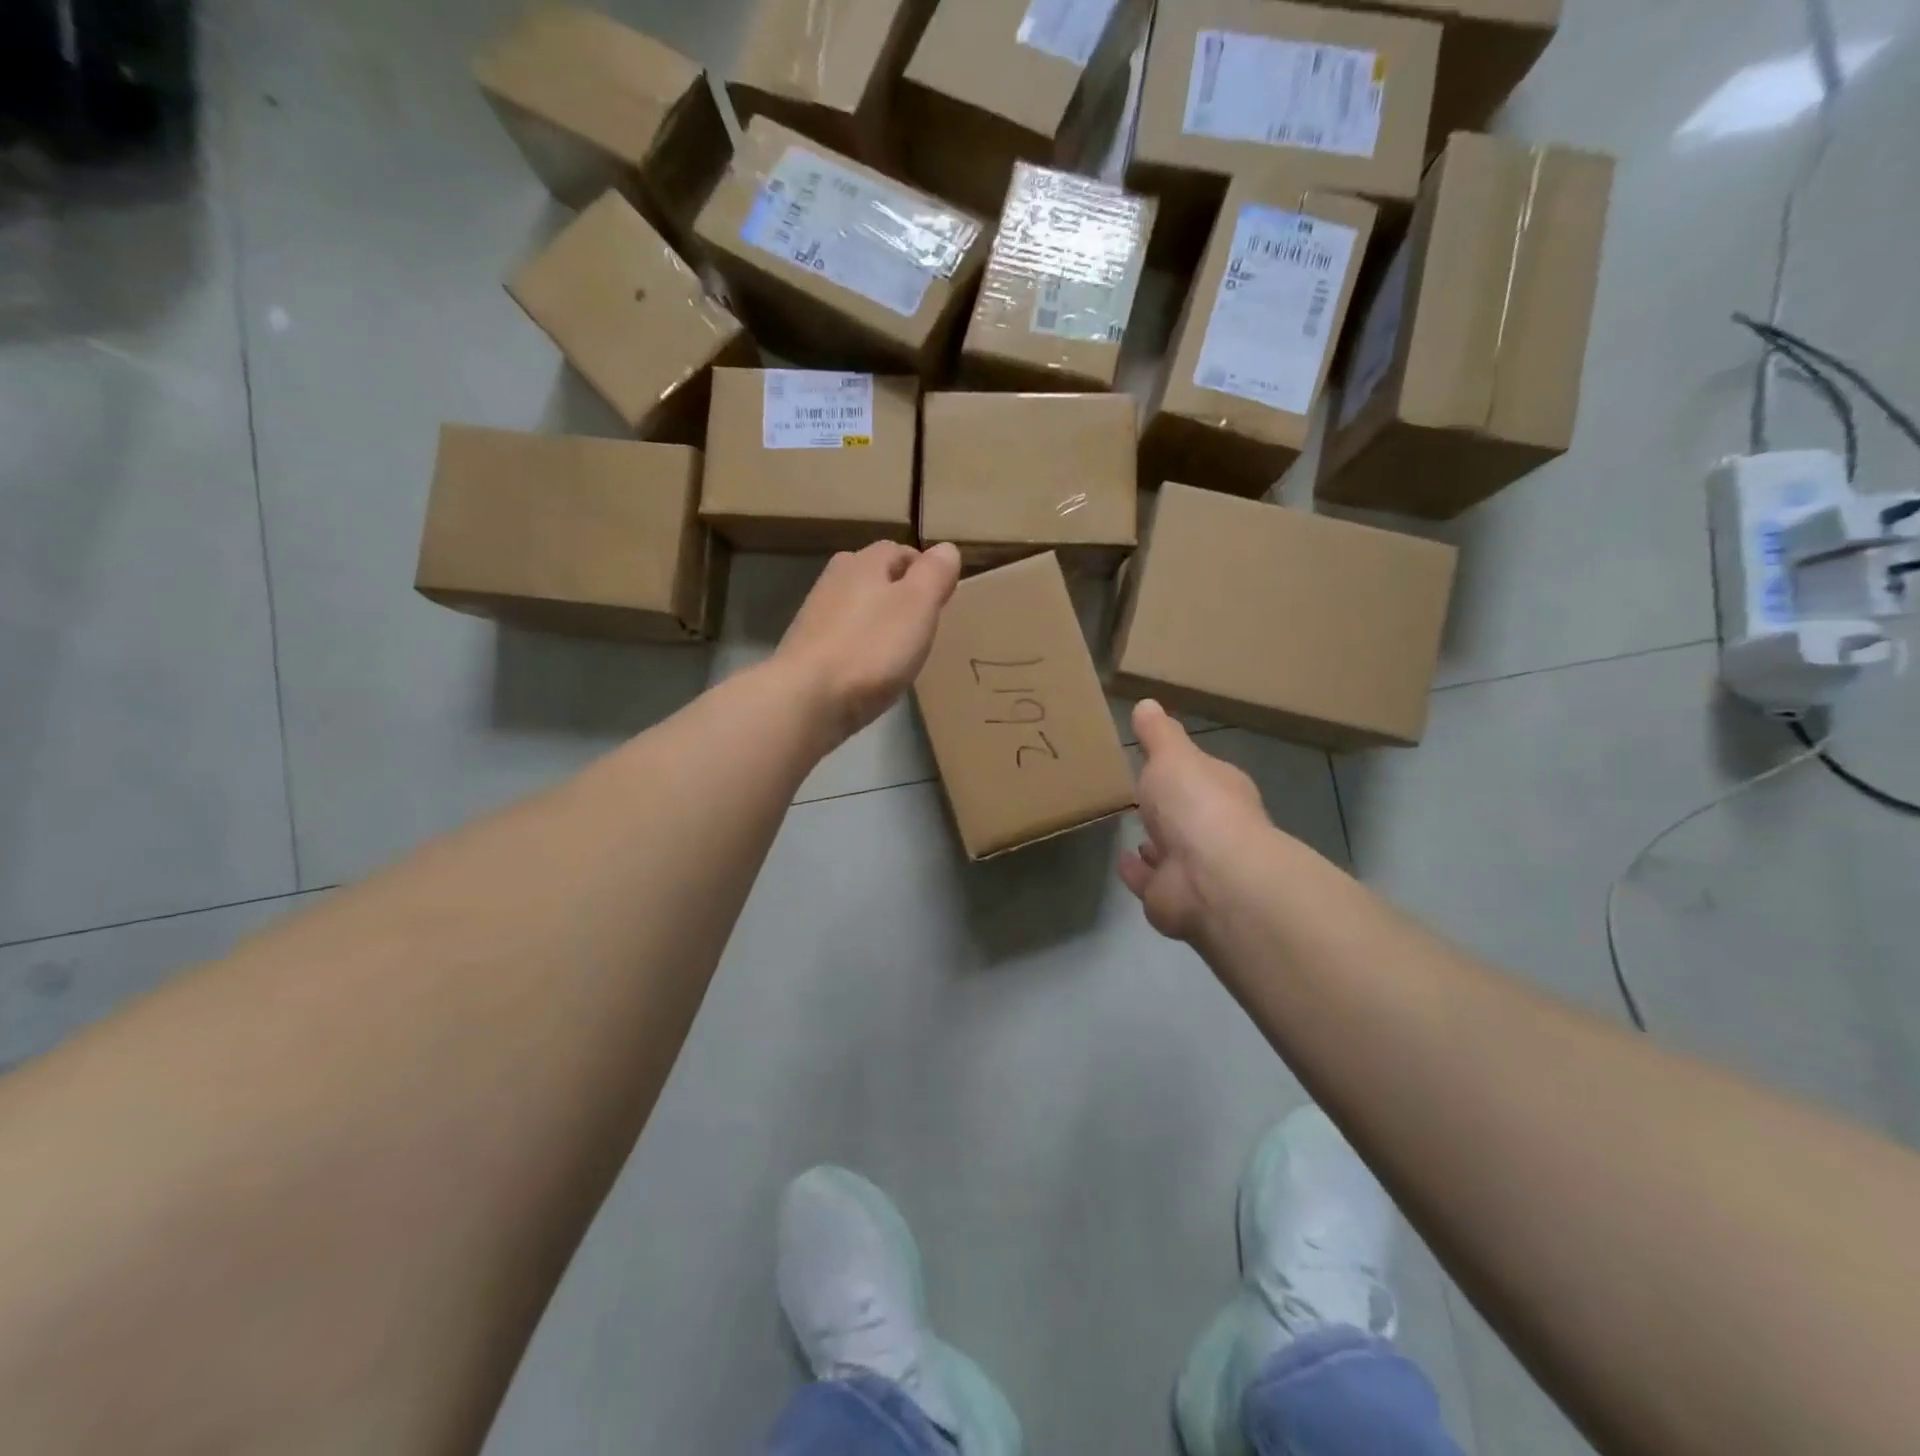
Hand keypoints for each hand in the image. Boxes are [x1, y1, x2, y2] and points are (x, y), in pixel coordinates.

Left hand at [775, 541, 961, 751]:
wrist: (807, 700)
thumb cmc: (871, 648)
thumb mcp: (918, 606)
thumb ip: (935, 574)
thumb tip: (946, 549)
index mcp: (863, 562)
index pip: (900, 550)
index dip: (925, 570)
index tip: (943, 599)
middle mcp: (835, 580)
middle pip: (875, 577)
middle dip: (900, 594)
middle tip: (924, 624)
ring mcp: (816, 616)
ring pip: (858, 608)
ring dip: (879, 621)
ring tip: (900, 649)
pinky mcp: (807, 650)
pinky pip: (844, 638)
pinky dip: (860, 647)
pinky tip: (870, 670)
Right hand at [1119, 700, 1273, 941]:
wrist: (1210, 876)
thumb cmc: (1195, 804)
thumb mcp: (1172, 755)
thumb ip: (1158, 734)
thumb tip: (1147, 703)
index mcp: (1221, 790)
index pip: (1202, 774)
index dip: (1183, 768)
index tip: (1158, 761)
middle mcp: (1214, 829)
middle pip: (1188, 814)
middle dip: (1169, 808)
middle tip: (1139, 795)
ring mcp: (1195, 867)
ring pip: (1171, 850)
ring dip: (1155, 842)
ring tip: (1130, 829)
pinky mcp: (1172, 897)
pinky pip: (1150, 881)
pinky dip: (1137, 871)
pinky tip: (1121, 860)